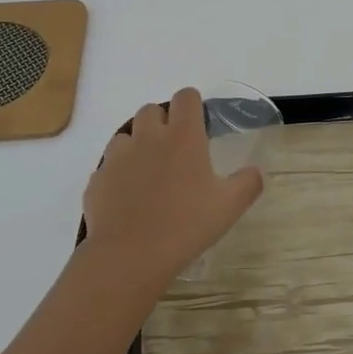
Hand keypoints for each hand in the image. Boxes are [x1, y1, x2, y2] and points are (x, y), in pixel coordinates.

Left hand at [82, 87, 264, 283]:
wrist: (129, 256)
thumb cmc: (185, 225)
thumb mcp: (230, 206)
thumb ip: (248, 183)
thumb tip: (256, 172)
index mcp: (183, 136)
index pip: (186, 97)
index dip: (193, 104)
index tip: (199, 122)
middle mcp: (148, 137)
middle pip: (151, 110)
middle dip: (162, 121)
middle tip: (175, 150)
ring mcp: (118, 157)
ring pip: (125, 135)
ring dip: (137, 145)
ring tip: (148, 173)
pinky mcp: (97, 180)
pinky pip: (108, 167)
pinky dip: (118, 175)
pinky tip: (127, 198)